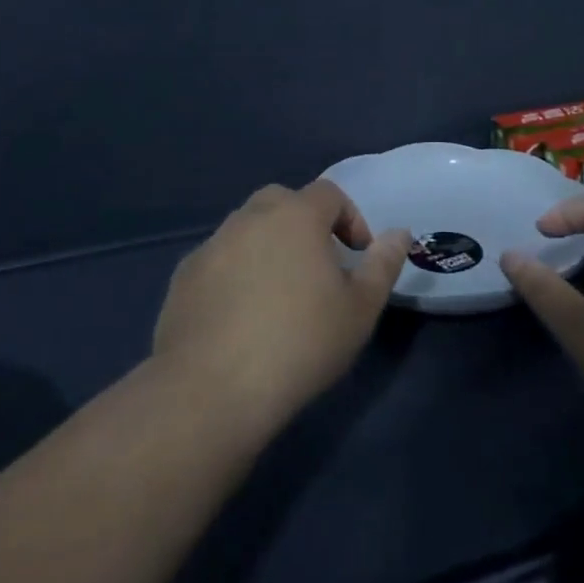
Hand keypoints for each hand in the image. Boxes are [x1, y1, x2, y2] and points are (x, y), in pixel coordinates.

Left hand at [152, 180, 407, 430]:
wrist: (212, 389)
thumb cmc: (300, 343)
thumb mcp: (360, 309)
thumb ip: (383, 265)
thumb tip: (399, 233)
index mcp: (296, 216)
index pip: (329, 193)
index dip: (349, 218)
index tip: (357, 255)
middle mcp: (250, 218)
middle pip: (282, 201)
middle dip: (304, 223)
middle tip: (317, 267)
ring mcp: (211, 245)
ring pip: (246, 229)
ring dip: (267, 246)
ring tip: (278, 293)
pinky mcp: (183, 276)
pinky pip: (219, 260)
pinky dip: (235, 272)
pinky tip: (240, 315)